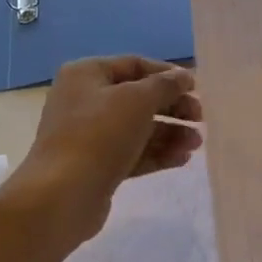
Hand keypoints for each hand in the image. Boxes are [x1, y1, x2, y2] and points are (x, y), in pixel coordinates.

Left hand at [11, 56, 203, 226]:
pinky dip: (156, 154)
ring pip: (137, 128)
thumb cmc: (99, 135)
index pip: (134, 65)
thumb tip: (184, 76)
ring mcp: (88, 135)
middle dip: (172, 108)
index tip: (196, 88)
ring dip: (169, 133)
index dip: (167, 74)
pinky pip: (131, 153)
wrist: (61, 196)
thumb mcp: (137, 101)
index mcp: (86, 75)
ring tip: (196, 144)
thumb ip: (165, 85)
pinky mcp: (96, 166)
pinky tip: (182, 159)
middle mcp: (84, 100)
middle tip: (200, 119)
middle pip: (137, 98)